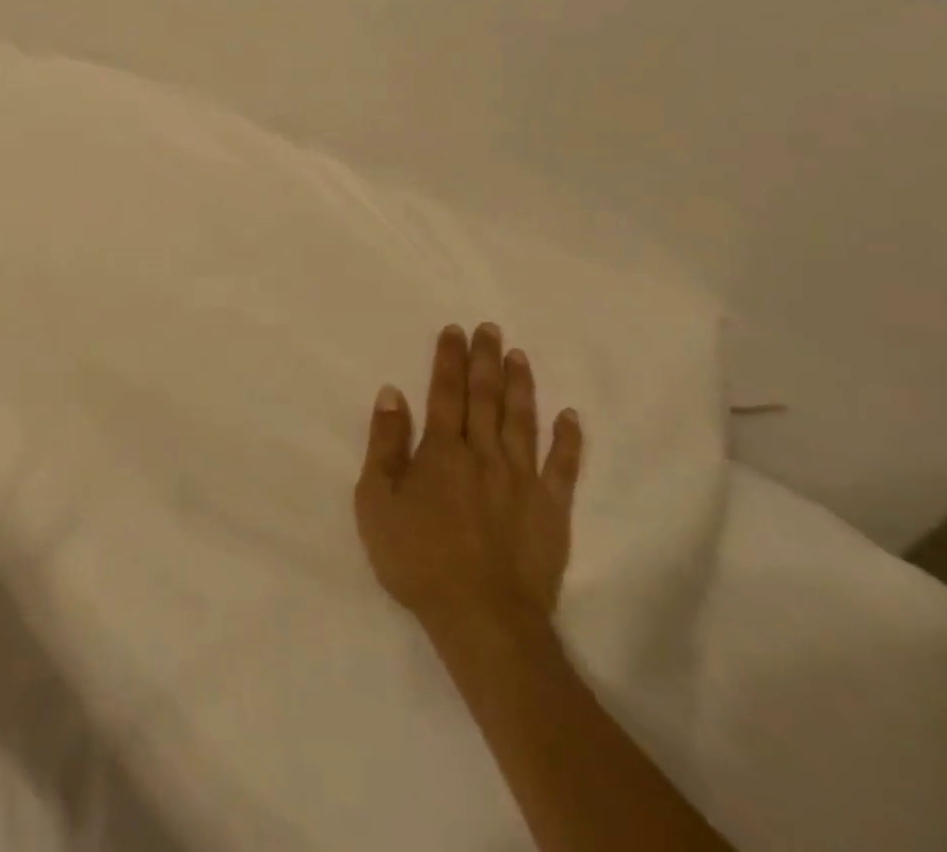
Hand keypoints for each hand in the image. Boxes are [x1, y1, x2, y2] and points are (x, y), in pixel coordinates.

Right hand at [354, 323, 583, 657]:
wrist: (482, 619)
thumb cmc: (417, 558)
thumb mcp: (377, 501)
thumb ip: (384, 444)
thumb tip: (392, 393)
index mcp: (442, 450)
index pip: (445, 392)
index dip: (448, 359)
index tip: (454, 330)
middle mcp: (483, 453)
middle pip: (485, 396)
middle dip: (485, 359)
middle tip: (489, 327)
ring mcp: (522, 480)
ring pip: (522, 420)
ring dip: (521, 385)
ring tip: (519, 355)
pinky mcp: (551, 509)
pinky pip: (563, 466)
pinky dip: (568, 439)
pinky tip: (570, 416)